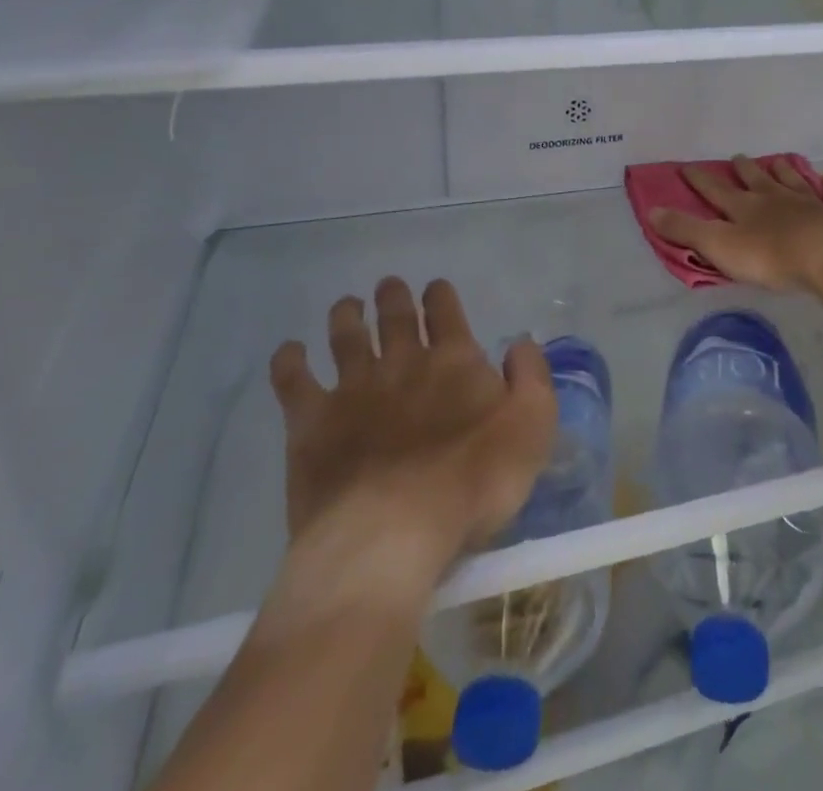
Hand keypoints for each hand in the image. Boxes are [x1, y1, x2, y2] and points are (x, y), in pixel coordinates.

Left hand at [263, 277, 556, 618]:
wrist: (391, 535)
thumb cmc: (473, 483)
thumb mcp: (532, 428)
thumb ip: (532, 377)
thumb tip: (520, 343)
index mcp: (453, 359)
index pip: (445, 310)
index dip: (440, 295)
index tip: (436, 289)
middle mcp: (402, 361)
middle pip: (395, 315)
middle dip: (393, 296)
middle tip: (388, 287)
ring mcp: (353, 388)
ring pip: (346, 335)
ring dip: (346, 316)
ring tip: (346, 307)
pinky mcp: (311, 423)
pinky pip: (293, 379)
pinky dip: (290, 360)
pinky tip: (290, 351)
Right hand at [648, 156, 822, 291]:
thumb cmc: (772, 257)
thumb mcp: (721, 246)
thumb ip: (687, 230)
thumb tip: (652, 210)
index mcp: (745, 209)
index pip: (716, 191)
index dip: (700, 180)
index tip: (687, 166)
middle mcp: (775, 199)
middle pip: (757, 181)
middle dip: (745, 170)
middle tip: (738, 157)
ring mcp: (811, 203)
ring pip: (793, 182)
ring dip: (783, 171)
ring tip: (777, 161)